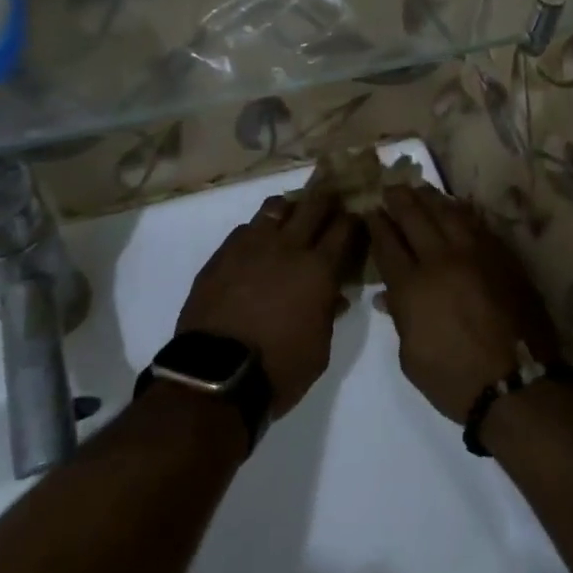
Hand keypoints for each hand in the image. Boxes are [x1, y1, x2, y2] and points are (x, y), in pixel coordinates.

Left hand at [176, 186, 365, 417]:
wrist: (215, 374)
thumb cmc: (279, 368)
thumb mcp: (319, 348)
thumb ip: (328, 314)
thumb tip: (334, 295)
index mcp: (319, 269)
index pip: (344, 228)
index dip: (353, 218)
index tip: (357, 215)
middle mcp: (288, 247)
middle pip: (313, 204)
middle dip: (327, 198)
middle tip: (332, 198)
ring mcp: (252, 246)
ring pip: (276, 207)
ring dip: (290, 208)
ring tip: (293, 215)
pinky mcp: (222, 254)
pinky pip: (246, 228)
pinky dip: (258, 230)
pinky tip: (259, 244)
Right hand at [363, 184, 560, 422]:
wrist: (517, 385)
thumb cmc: (455, 380)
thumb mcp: (412, 357)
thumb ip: (400, 319)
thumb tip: (388, 295)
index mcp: (412, 287)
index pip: (388, 244)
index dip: (377, 225)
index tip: (371, 210)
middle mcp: (441, 261)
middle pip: (415, 218)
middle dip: (399, 200)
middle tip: (390, 187)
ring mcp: (475, 255)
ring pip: (448, 213)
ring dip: (429, 198)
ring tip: (418, 187)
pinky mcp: (501, 257)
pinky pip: (477, 224)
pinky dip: (461, 211)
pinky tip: (454, 206)